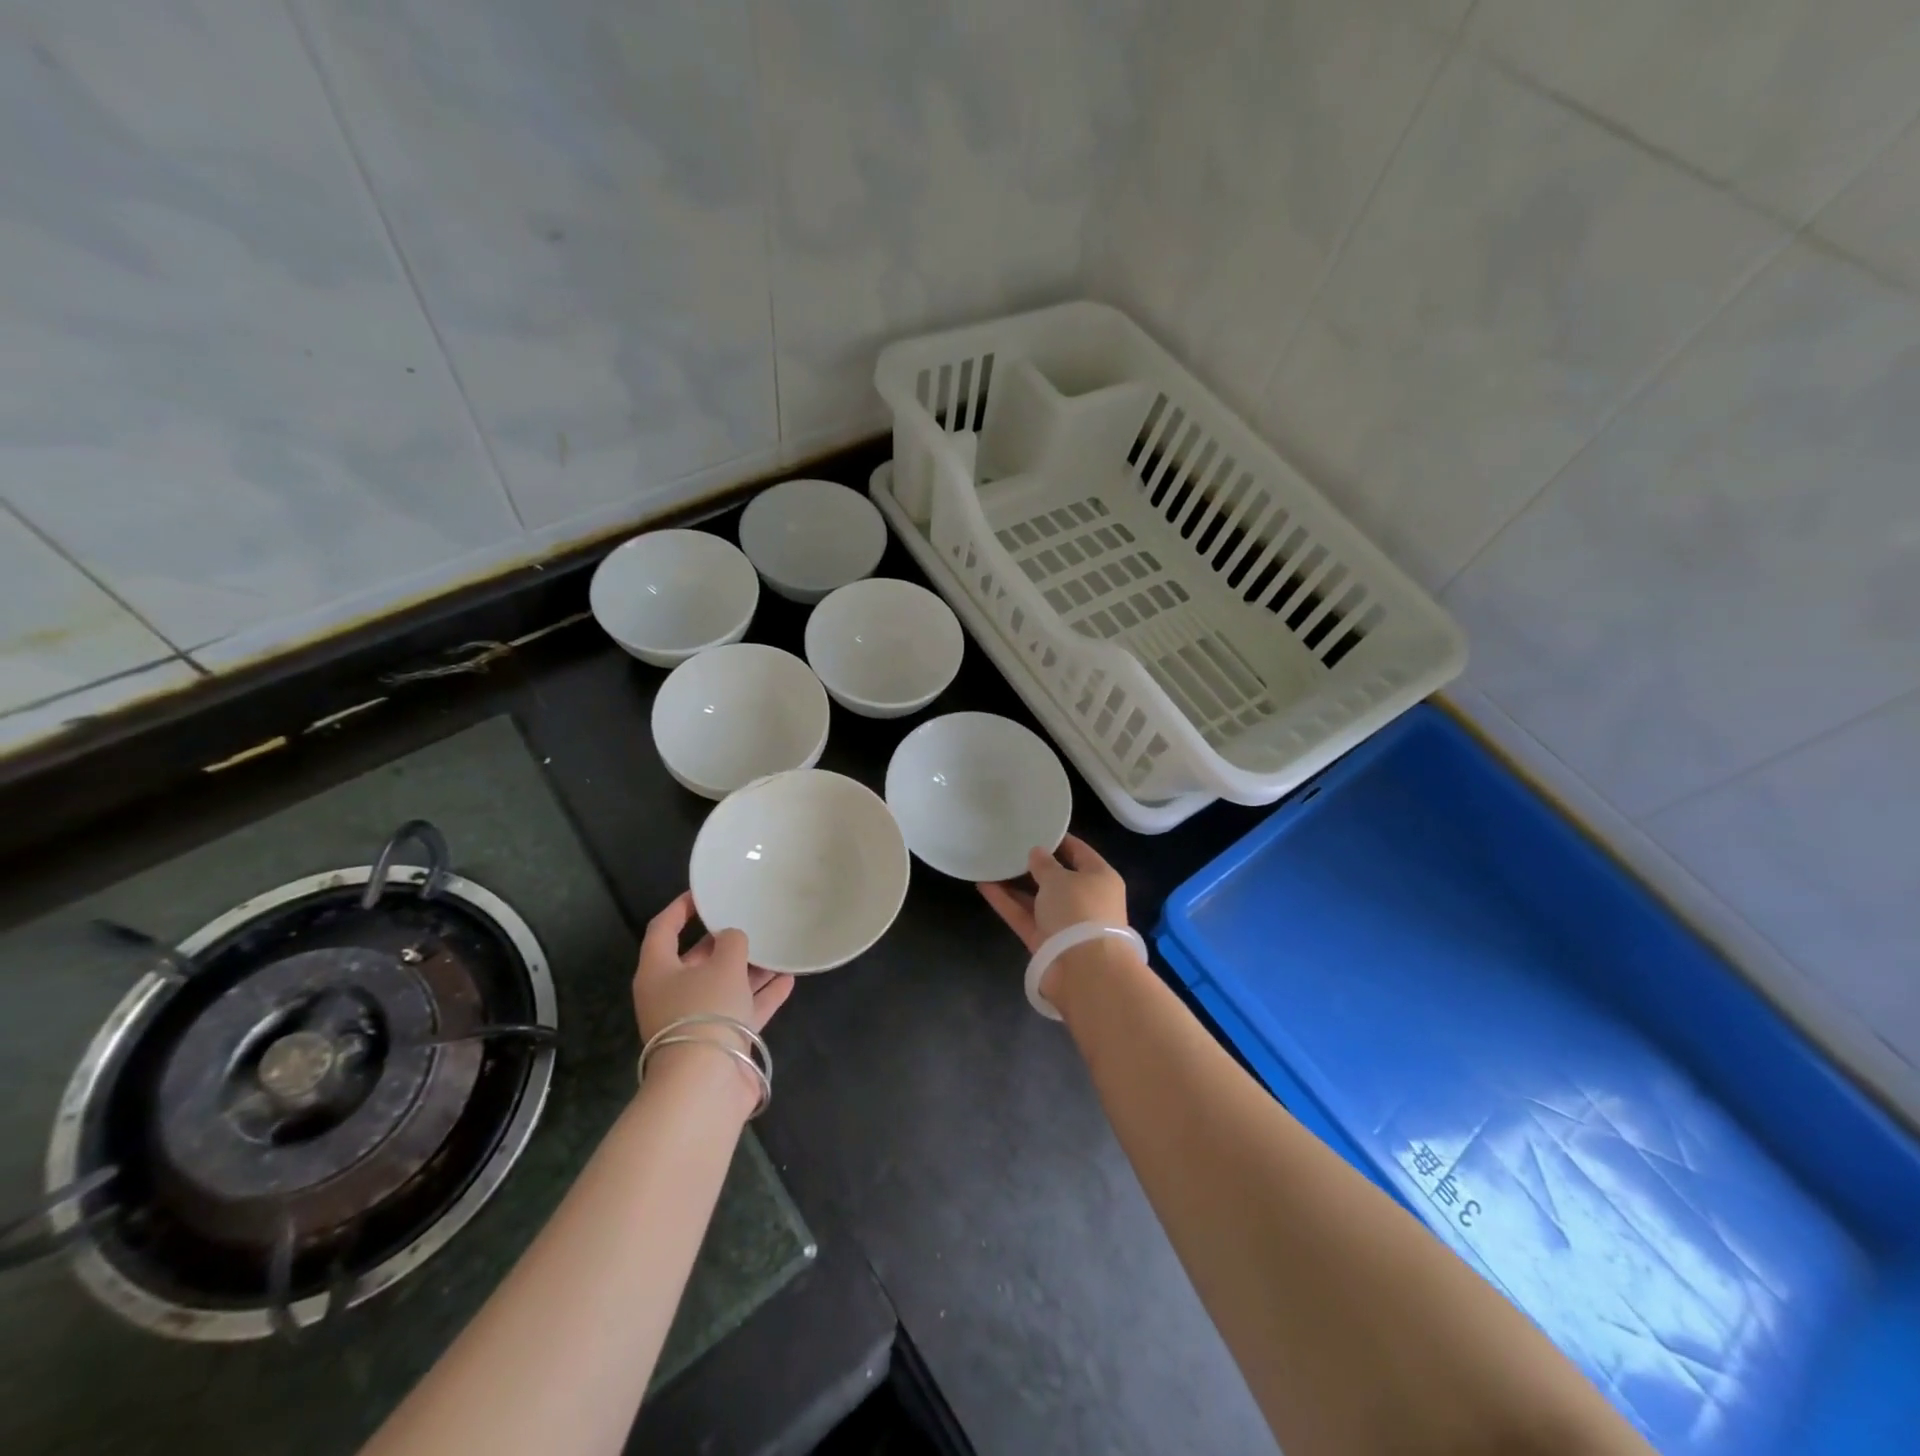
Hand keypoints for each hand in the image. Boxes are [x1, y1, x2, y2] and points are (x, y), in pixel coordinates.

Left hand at [634, 893, 794, 1097]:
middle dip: (724, 941)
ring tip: (776, 947)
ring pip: (724, 985)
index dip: (681, 908)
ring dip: (749, 968)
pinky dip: (762, 995)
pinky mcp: (720, 1041)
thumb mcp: (723, 964)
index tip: (705, 892)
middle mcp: (671, 995)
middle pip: (697, 959)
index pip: (663, 929)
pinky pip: (742, 1010)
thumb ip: (732, 942)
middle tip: (750, 920)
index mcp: (658, 971)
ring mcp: (696, 1020)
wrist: (706, 1084)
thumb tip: (733, 938)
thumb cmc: (705, 1011)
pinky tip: (788, 979)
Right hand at [977, 834, 1129, 952]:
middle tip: (1009, 846)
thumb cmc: (1080, 911)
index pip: (1080, 853)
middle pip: (1057, 878)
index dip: (1059, 840)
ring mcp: (1065, 923)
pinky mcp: (1045, 942)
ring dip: (1015, 884)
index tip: (1036, 828)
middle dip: (1034, 865)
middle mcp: (1085, 900)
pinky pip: (1024, 916)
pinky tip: (983, 885)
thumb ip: (1045, 864)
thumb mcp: (1060, 879)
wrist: (1084, 970)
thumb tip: (1037, 853)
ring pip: (1037, 898)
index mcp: (1100, 878)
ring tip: (991, 863)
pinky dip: (1006, 902)